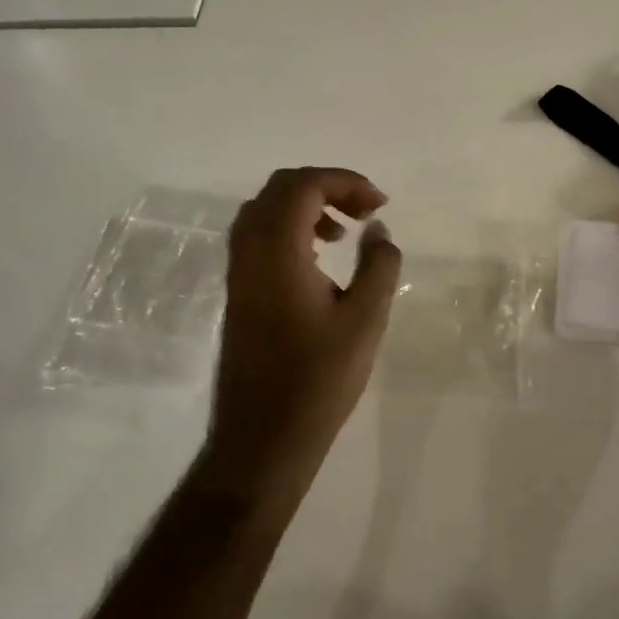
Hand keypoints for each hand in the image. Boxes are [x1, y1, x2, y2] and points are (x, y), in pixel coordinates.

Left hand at [207, 168, 402, 494]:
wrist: (263, 437)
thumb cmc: (318, 379)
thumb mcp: (365, 320)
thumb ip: (379, 265)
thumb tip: (379, 230)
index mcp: (277, 250)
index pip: (305, 185)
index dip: (345, 182)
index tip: (380, 205)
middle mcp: (249, 250)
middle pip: (281, 188)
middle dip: (326, 187)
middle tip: (365, 211)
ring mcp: (238, 271)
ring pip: (265, 210)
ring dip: (306, 207)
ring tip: (344, 232)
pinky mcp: (238, 292)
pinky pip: (259, 236)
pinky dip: (290, 229)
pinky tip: (319, 259)